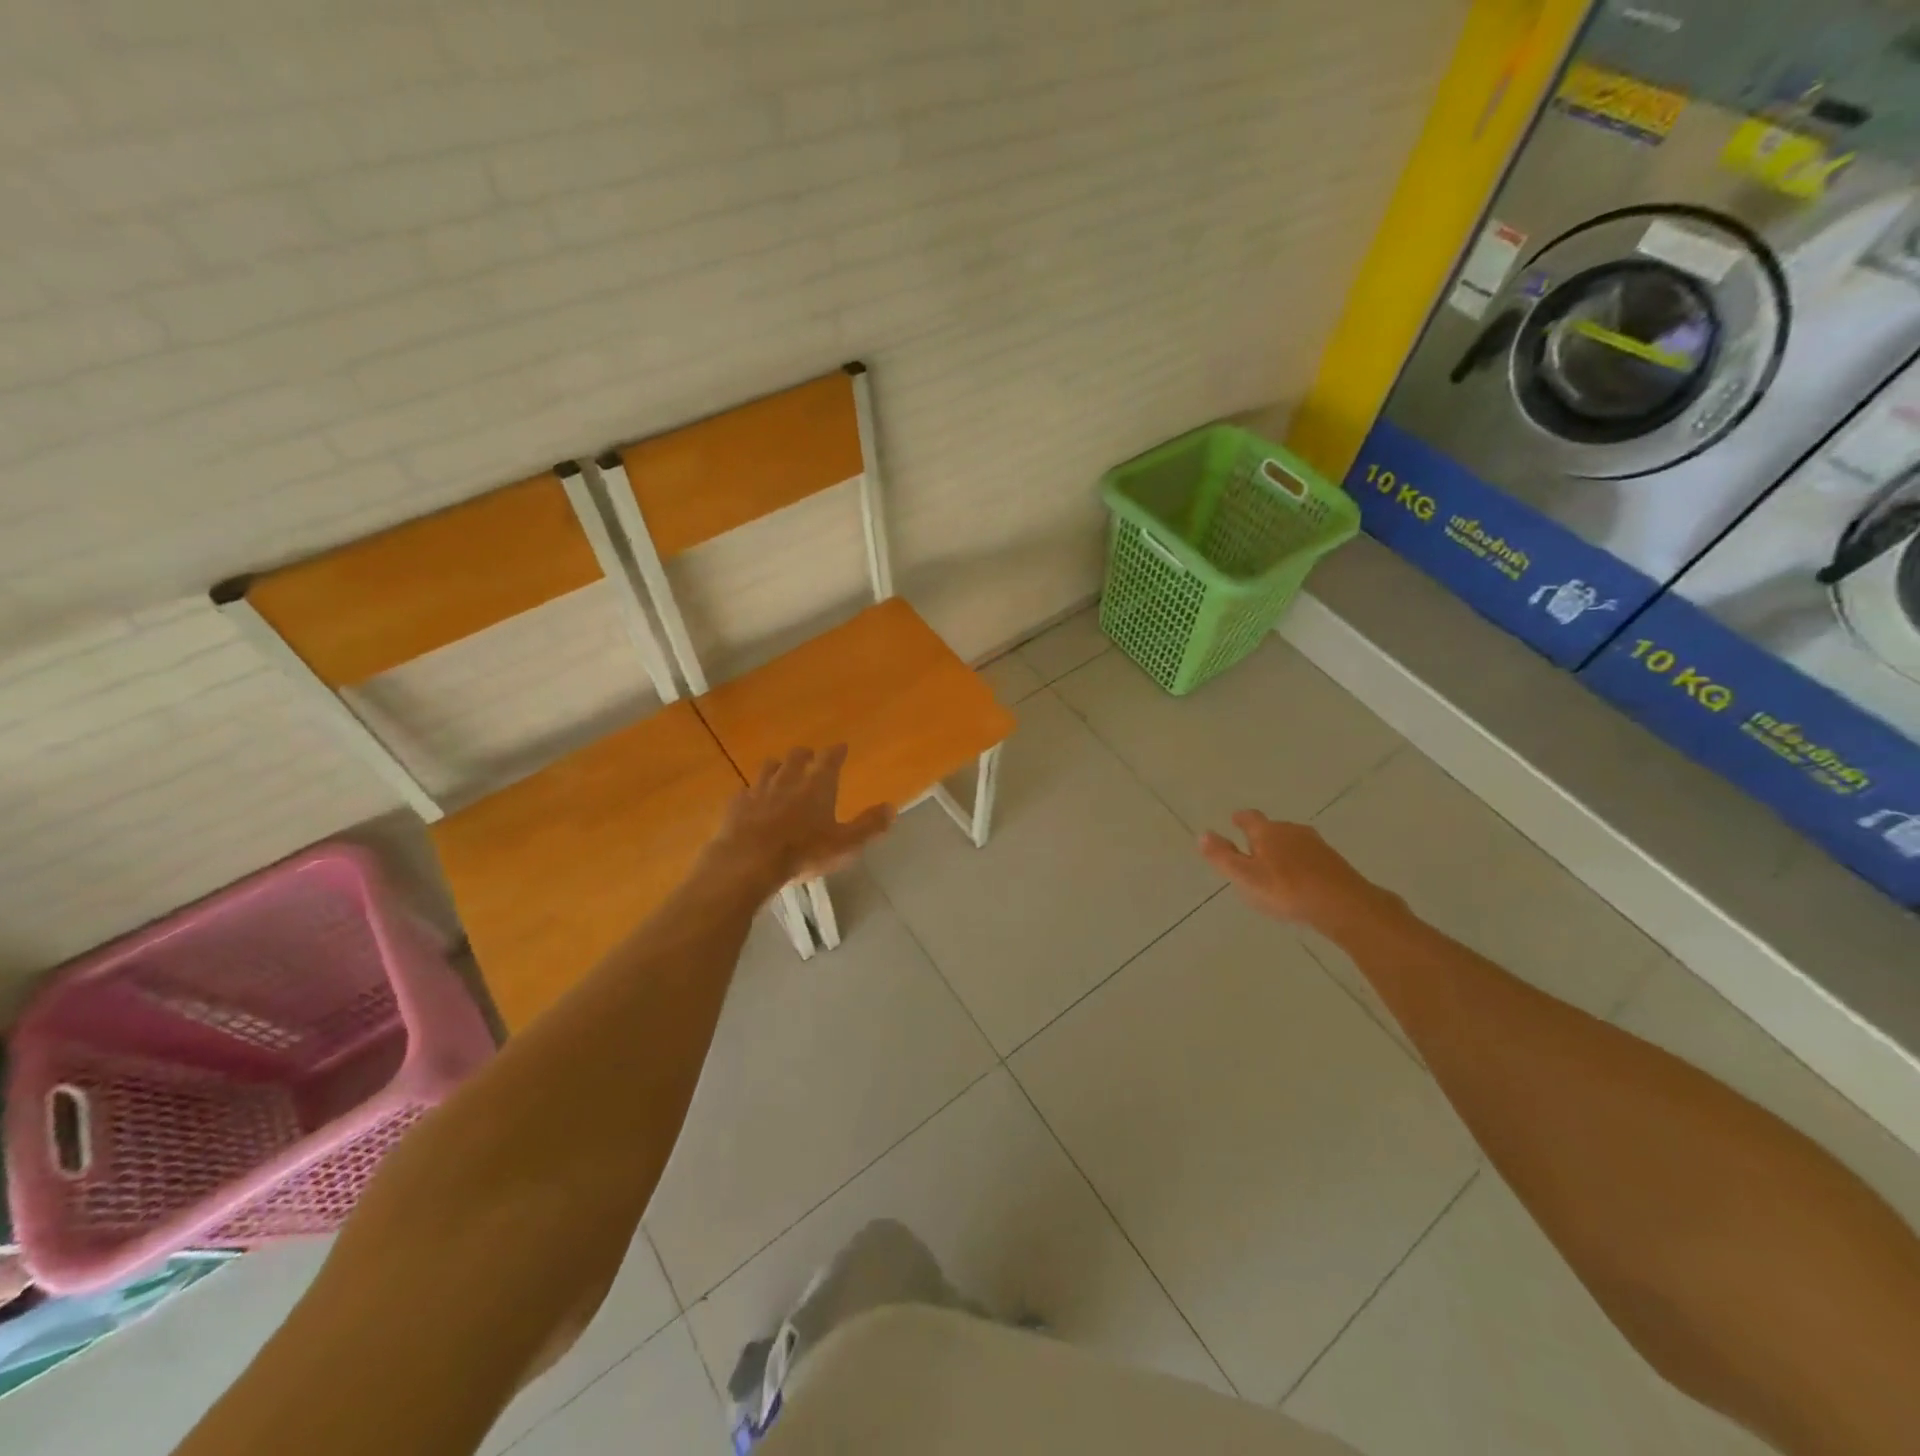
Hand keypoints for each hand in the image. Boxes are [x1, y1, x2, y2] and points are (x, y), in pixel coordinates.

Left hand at [711, 745, 894, 889]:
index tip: (841, 746)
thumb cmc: (803, 852)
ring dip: (777, 767)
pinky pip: (745, 791)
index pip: (830, 759)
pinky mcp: (737, 805)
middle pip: (796, 757)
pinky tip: (751, 799)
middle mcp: (788, 779)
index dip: (837, 752)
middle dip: (805, 754)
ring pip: (769, 768)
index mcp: (818, 785)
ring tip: (780, 770)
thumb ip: (868, 826)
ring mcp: (759, 790)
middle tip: (809, 756)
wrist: (749, 861)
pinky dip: (752, 792)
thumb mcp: (845, 844)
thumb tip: (892, 808)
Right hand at [1199, 811, 1390, 933]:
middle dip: (1261, 836)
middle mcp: (1292, 830)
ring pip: (1293, 841)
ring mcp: (1316, 845)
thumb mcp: (1245, 877)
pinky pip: (1309, 856)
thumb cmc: (1286, 890)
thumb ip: (1222, 856)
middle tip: (1251, 849)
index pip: (1249, 817)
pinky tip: (1299, 879)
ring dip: (1282, 850)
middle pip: (1272, 828)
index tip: (1234, 820)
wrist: (1343, 905)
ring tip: (1274, 866)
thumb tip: (1202, 833)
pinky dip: (1300, 863)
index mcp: (1267, 831)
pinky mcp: (1334, 861)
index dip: (1240, 819)